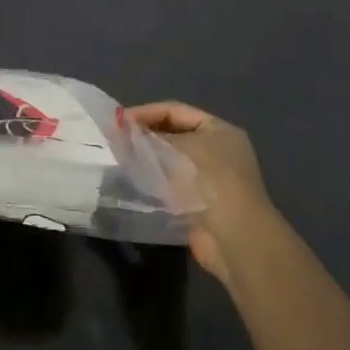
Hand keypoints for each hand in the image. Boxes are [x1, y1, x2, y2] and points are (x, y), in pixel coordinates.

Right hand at [127, 101, 280, 285]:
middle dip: (145, 135)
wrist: (234, 238)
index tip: (118, 120)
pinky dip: (152, 181)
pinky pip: (169, 184)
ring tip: (119, 158)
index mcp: (219, 130)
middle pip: (173, 135)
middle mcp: (216, 150)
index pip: (176, 111)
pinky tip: (132, 181)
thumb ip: (149, 138)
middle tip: (115, 139)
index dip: (146, 112)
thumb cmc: (211, 180)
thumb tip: (124, 133)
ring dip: (146, 159)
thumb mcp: (179, 149)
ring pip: (170, 161)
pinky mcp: (197, 203)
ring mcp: (208, 179)